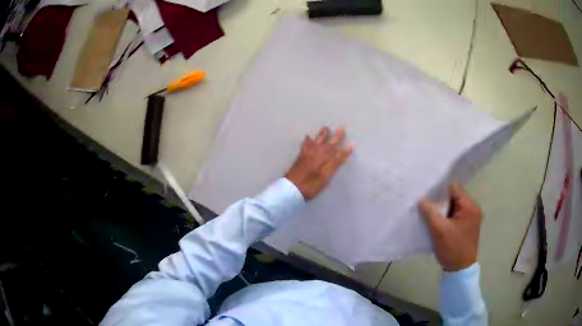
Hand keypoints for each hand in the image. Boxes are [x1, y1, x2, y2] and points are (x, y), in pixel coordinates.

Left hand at [285, 126, 353, 200]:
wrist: (291, 188)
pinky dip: (307, 141)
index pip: (337, 151)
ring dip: (322, 135)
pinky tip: (307, 137)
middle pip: (328, 143)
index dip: (345, 149)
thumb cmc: (311, 184)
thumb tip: (347, 150)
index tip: (353, 144)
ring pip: (317, 141)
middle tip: (341, 128)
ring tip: (325, 128)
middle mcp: (316, 153)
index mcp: (324, 157)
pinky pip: (305, 145)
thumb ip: (336, 162)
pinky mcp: (300, 157)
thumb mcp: (326, 175)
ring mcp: (307, 154)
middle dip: (335, 137)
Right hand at [419, 184, 482, 271]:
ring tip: (430, 214)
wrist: (460, 269)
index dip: (439, 190)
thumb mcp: (439, 230)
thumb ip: (430, 212)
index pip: (454, 189)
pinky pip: (456, 215)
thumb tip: (421, 198)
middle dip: (440, 201)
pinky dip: (447, 217)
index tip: (426, 195)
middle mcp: (473, 208)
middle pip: (455, 196)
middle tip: (426, 205)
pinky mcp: (468, 226)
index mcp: (470, 206)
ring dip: (443, 210)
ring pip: (454, 206)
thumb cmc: (452, 248)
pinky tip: (437, 222)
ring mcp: (472, 217)